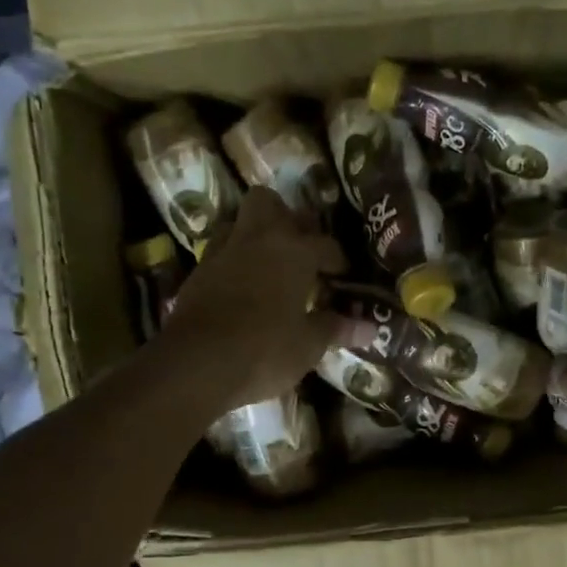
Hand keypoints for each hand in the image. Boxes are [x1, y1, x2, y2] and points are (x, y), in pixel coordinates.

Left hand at [157, 188, 358, 411]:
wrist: (196, 363)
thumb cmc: (265, 349)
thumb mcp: (309, 344)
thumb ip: (336, 329)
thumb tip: (370, 328)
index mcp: (295, 251)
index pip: (326, 244)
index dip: (339, 259)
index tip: (343, 275)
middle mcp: (258, 239)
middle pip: (271, 203)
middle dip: (287, 217)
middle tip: (300, 247)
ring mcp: (222, 252)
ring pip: (238, 221)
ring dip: (255, 234)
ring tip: (269, 262)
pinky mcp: (197, 272)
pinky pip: (220, 251)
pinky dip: (233, 261)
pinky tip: (242, 285)